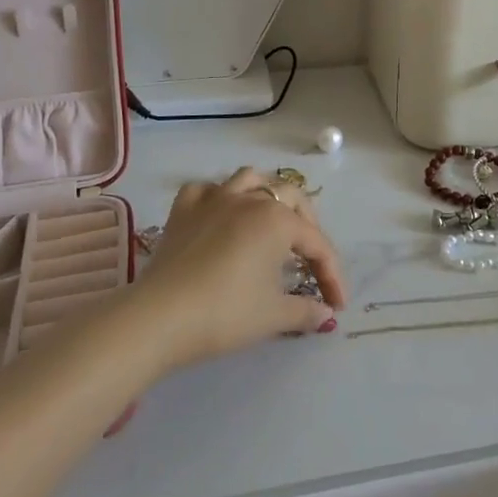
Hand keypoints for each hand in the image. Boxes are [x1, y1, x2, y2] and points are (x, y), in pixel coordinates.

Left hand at [130, 168, 348, 371]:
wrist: (160, 317)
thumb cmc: (225, 313)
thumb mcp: (273, 316)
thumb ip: (305, 311)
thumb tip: (325, 314)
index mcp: (277, 220)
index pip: (316, 244)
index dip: (332, 275)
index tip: (337, 304)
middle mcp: (249, 199)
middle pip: (290, 197)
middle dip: (307, 225)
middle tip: (310, 259)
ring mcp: (214, 198)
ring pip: (249, 180)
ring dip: (266, 196)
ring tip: (270, 221)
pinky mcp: (184, 209)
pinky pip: (206, 190)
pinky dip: (217, 198)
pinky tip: (220, 216)